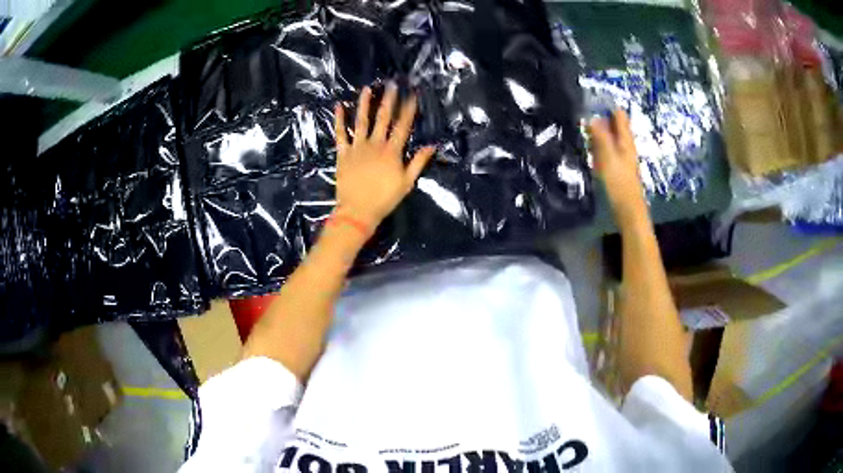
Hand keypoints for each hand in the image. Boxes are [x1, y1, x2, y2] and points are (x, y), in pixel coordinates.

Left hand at [334, 83, 435, 232]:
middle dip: (388, 99)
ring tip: (367, 88)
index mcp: (392, 151)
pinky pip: (340, 133)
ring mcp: (358, 147)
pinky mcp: (343, 153)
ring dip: (365, 103)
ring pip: (361, 121)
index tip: (412, 94)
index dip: (408, 109)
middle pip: (383, 118)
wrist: (357, 211)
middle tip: (391, 83)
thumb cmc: (384, 198)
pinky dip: (339, 120)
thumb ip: (418, 162)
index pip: (403, 125)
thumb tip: (431, 146)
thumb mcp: (407, 182)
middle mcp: (375, 144)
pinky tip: (339, 106)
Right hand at [588, 109, 647, 227]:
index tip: (590, 101)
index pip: (619, 115)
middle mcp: (625, 145)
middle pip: (613, 125)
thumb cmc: (620, 183)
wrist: (628, 210)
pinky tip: (588, 148)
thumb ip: (601, 137)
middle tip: (581, 114)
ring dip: (597, 132)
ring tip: (581, 127)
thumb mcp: (608, 158)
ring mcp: (621, 157)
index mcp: (626, 140)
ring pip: (609, 138)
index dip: (607, 106)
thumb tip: (592, 117)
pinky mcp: (616, 167)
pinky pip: (606, 150)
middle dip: (599, 118)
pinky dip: (598, 146)